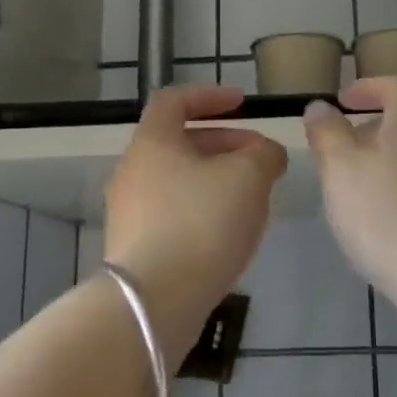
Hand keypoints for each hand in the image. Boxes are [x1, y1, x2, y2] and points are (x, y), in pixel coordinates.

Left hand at [104, 84, 287, 356]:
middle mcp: (133, 171)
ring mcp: (129, 211)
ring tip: (253, 198)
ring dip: (217, 179)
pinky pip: (174, 212)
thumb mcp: (249, 177)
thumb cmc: (202, 223)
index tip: (242, 104)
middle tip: (261, 160)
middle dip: (225, 144)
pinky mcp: (135, 246)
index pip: (174, 100)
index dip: (210, 96)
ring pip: (179, 180)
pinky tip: (229, 233)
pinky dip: (203, 209)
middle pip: (179, 143)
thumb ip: (264, 154)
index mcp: (153, 142)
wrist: (155, 301)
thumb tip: (266, 153)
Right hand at [303, 78, 396, 307]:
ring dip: (386, 164)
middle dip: (372, 132)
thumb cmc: (385, 215)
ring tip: (356, 192)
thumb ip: (327, 133)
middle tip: (341, 153)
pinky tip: (383, 224)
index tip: (344, 101)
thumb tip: (321, 106)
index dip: (369, 88)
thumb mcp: (340, 169)